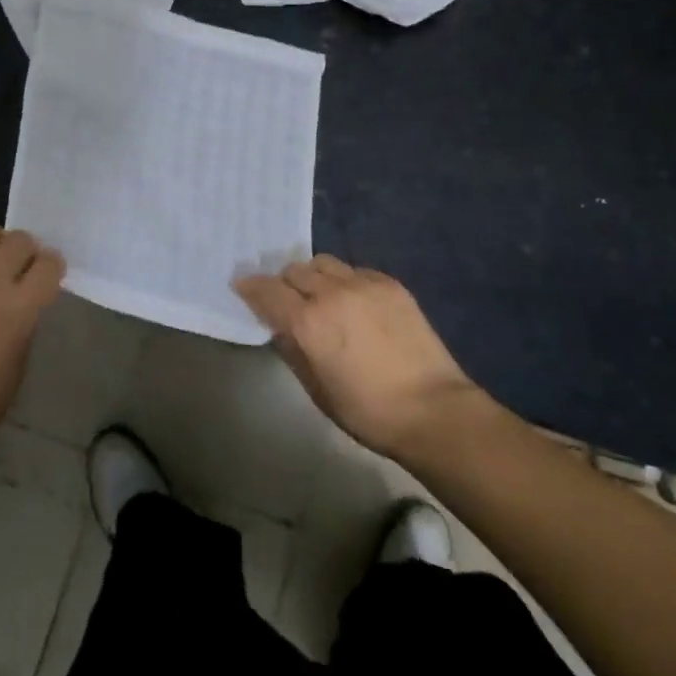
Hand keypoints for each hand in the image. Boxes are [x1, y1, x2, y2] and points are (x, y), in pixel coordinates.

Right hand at [234, 256, 488, 460]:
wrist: (433, 409)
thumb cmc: (368, 412)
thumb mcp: (317, 390)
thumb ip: (292, 350)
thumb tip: (279, 327)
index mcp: (309, 323)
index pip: (268, 291)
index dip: (251, 287)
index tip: (242, 286)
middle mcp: (332, 293)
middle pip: (295, 271)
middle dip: (283, 283)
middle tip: (285, 299)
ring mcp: (364, 284)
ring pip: (324, 263)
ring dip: (313, 276)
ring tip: (318, 295)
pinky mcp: (390, 284)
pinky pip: (354, 270)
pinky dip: (343, 280)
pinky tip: (352, 301)